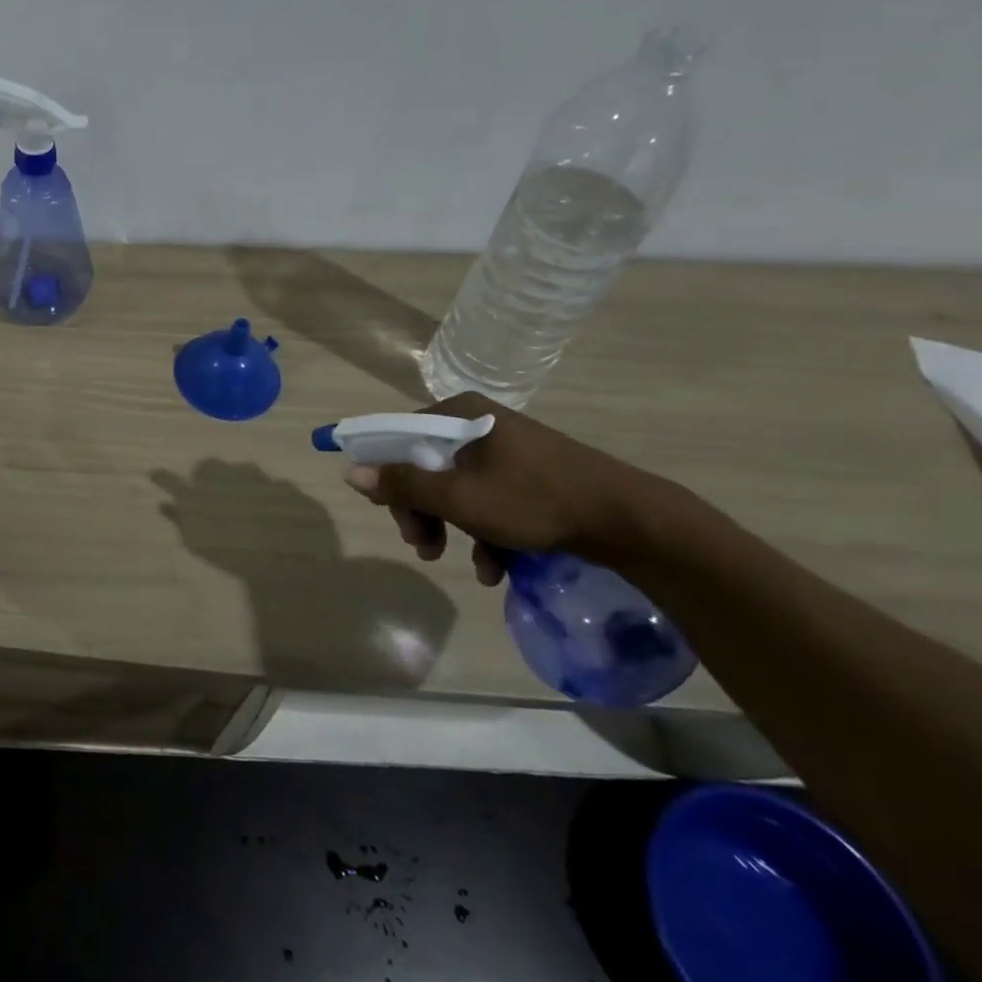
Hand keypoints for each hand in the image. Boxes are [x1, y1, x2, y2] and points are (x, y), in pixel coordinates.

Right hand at [343, 392, 665, 584]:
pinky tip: (495, 567)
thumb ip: (403, 484)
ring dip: (450, 528)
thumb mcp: (460, 497)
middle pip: (426, 465)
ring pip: (456, 488)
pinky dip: (484, 532)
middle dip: (421, 511)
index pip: (399, 433)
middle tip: (421, 545)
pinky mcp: (528, 476)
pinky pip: (488, 500)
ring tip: (459, 562)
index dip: (382, 470)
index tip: (381, 507)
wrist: (630, 522)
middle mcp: (479, 424)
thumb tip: (351, 471)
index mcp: (461, 415)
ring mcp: (506, 450)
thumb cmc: (534, 500)